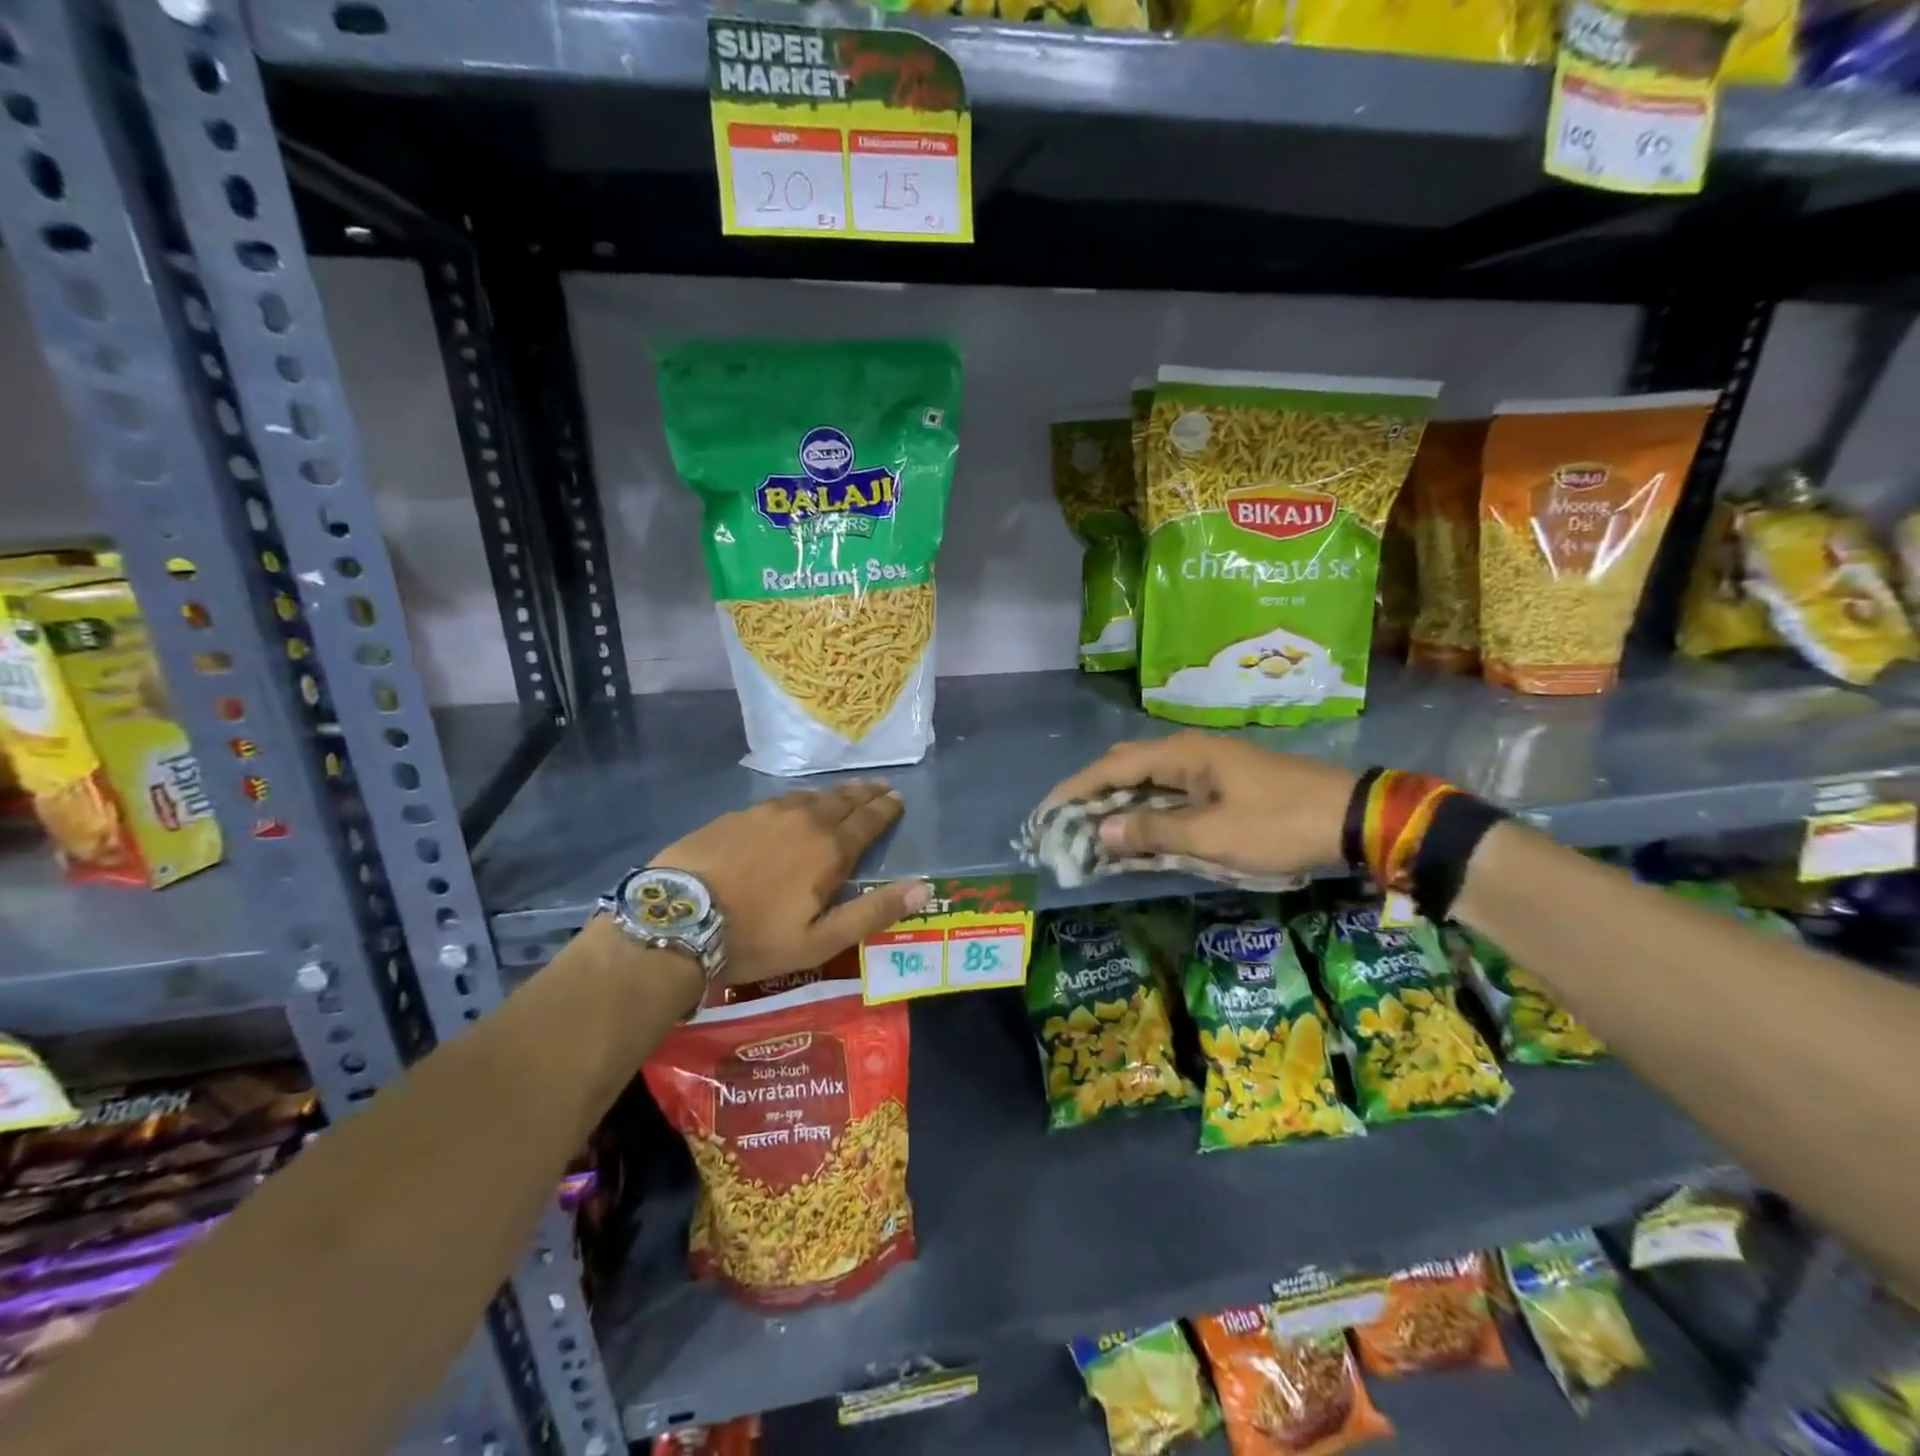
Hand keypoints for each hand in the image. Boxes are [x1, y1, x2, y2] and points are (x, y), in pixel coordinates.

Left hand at [651, 780, 929, 986]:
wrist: (677, 919)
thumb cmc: (755, 937)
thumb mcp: (821, 940)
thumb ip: (873, 912)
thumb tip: (924, 887)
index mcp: (829, 849)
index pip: (867, 821)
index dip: (885, 810)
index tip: (897, 799)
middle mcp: (803, 820)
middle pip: (842, 801)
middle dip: (865, 794)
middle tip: (880, 787)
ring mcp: (766, 813)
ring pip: (810, 796)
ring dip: (833, 794)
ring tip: (845, 792)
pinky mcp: (736, 816)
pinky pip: (780, 800)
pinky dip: (799, 799)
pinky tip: (795, 804)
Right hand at [1045, 733, 1356, 876]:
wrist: (1352, 815)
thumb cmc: (1279, 824)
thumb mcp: (1213, 835)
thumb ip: (1154, 832)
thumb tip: (1100, 832)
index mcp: (1181, 754)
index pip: (1112, 767)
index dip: (1076, 788)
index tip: (1046, 811)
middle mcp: (1188, 750)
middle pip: (1125, 765)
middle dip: (1092, 792)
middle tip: (1066, 822)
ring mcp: (1207, 763)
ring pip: (1148, 777)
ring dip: (1119, 801)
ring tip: (1093, 827)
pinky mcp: (1223, 779)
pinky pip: (1170, 788)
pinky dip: (1146, 806)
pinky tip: (1140, 826)